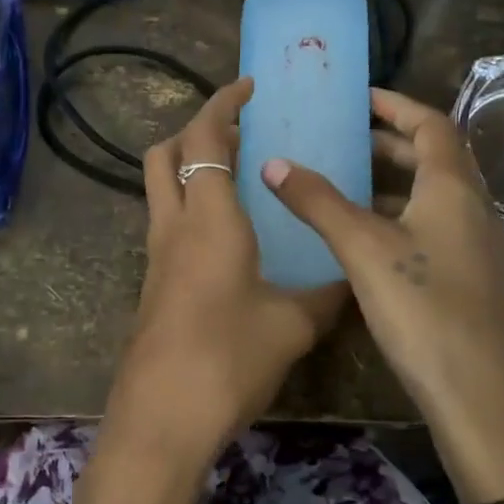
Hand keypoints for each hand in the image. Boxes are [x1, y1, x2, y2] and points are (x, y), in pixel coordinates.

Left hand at [107, 79, 345, 471]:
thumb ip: (325, 295)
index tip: (249, 86)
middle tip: (240, 133)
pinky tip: (229, 237)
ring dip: (191, 169)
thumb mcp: (292, 325)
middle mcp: (174, 226)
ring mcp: (157, 256)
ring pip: (161, 189)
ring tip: (240, 179)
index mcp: (209, 219)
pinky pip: (167, 224)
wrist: (162, 417)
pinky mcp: (153, 284)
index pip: (203, 138)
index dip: (222, 103)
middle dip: (195, 131)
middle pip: (165, 154)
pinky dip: (191, 208)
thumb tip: (350, 280)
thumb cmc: (228, 359)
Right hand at [262, 88, 503, 503]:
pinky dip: (400, 213)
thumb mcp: (363, 249)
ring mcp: (475, 245)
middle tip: (345, 138)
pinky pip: (433, 224)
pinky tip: (366, 236)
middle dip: (391, 141)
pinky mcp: (468, 277)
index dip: (396, 105)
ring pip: (434, 194)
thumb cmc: (422, 309)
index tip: (359, 98)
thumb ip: (318, 202)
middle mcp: (472, 208)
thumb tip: (274, 162)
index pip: (431, 124)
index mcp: (454, 189)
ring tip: (347, 180)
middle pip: (436, 157)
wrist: (478, 396)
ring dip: (395, 179)